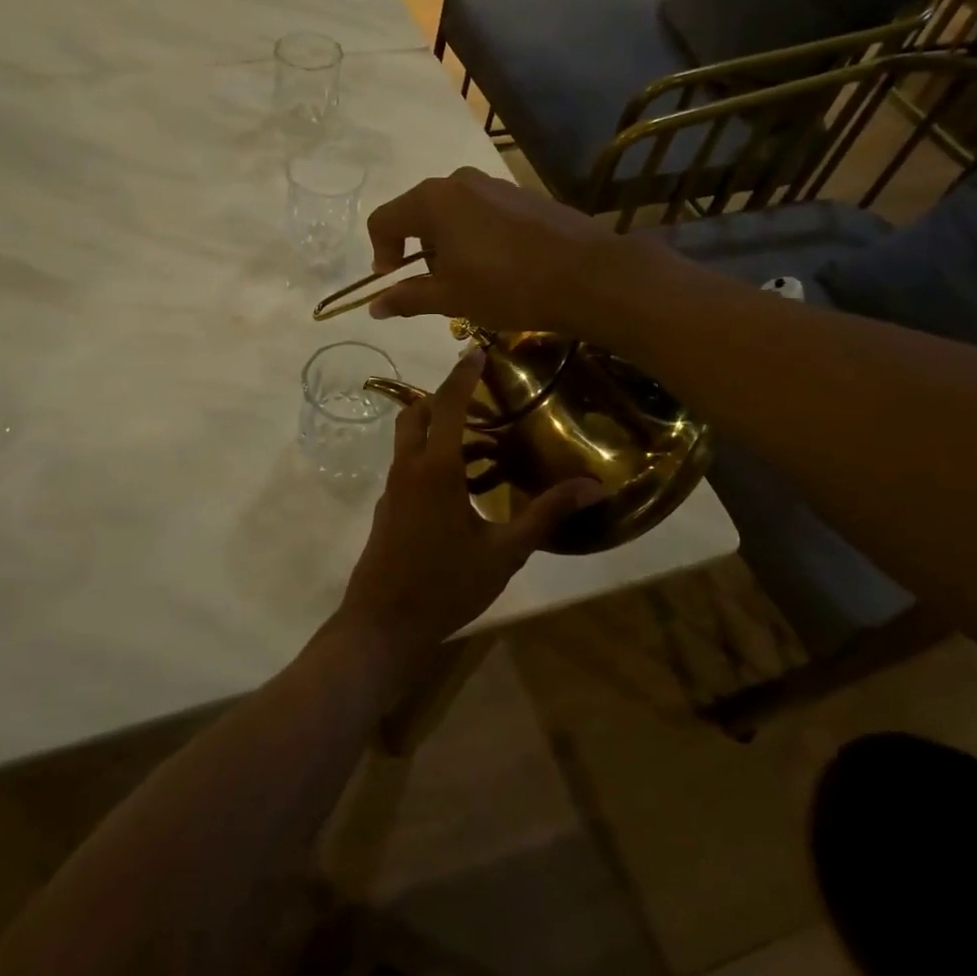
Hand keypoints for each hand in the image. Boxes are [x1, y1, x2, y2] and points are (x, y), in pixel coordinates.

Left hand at [332, 350, 604, 674]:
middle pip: (415, 413)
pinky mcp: (388, 508)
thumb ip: (545, 514)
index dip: (461, 376)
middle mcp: (408, 469)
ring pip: (408, 440)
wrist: (383, 624)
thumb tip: (592, 486)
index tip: (476, 351)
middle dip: (441, 395)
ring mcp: (393, 489)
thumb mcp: (505, 552)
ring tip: (479, 438)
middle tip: (477, 393)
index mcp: (436, 469)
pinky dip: (429, 456)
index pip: (446, 405)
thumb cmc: (446, 586)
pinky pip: (407, 466)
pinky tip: (462, 483)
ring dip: (435, 427)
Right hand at [365, 169, 618, 333]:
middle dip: (416, 249)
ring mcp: (494, 184)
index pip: (384, 220)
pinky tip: (497, 266)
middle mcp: (459, 182)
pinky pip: (481, 212)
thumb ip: (407, 297)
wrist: (587, 275)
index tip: (394, 281)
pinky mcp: (521, 195)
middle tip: (433, 284)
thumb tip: (374, 306)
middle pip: (417, 212)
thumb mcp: (450, 297)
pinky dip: (474, 236)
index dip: (380, 253)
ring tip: (467, 279)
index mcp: (432, 201)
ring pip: (451, 212)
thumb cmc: (506, 286)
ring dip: (446, 243)